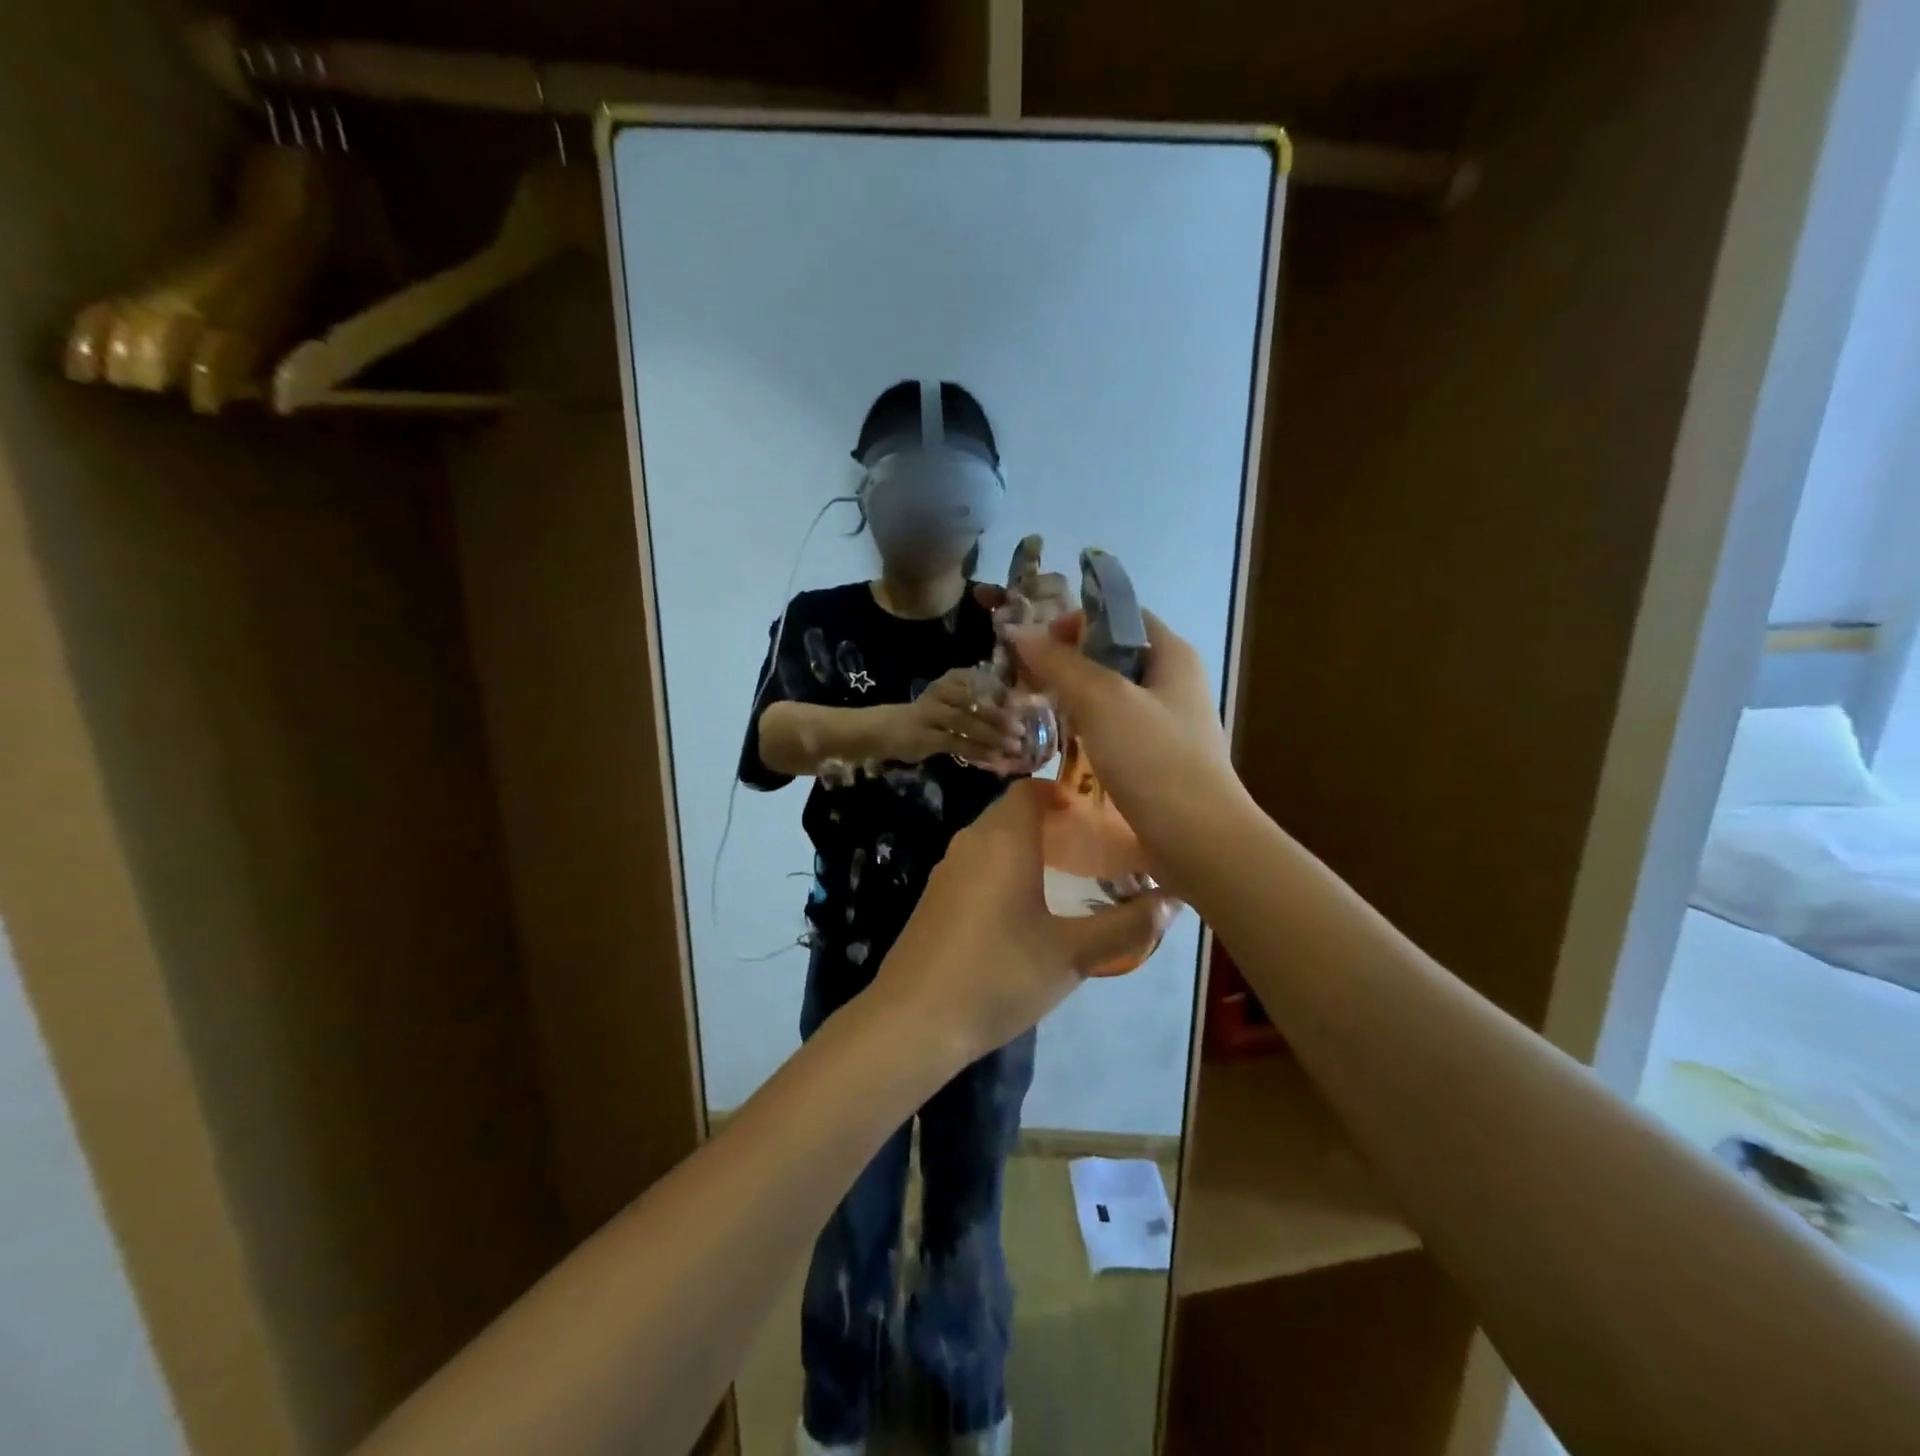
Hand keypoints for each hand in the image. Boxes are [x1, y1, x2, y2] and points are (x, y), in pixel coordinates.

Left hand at [870, 780, 1177, 1057]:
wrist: (914, 1020)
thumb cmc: (999, 975)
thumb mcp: (1073, 954)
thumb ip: (1127, 926)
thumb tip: (1173, 901)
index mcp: (1003, 839)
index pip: (1031, 789)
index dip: (1065, 792)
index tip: (1099, 814)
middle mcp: (971, 842)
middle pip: (1013, 813)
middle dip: (1053, 823)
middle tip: (1095, 847)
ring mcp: (946, 870)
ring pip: (994, 841)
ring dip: (1028, 849)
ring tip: (1069, 876)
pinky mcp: (934, 898)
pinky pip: (977, 867)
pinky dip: (1004, 871)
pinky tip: (1024, 911)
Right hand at [896, 666, 1025, 763]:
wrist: (883, 729)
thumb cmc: (925, 717)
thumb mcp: (949, 704)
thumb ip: (976, 707)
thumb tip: (1013, 717)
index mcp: (950, 680)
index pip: (981, 682)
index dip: (1003, 695)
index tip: (1024, 707)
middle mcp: (941, 692)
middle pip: (975, 703)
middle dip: (1001, 717)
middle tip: (1022, 728)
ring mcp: (931, 714)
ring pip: (967, 723)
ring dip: (993, 736)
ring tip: (1015, 747)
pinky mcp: (926, 737)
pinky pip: (957, 744)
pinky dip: (979, 753)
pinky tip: (996, 761)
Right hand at [1007, 610, 1243, 890]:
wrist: (1197, 838)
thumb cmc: (1153, 758)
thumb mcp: (1102, 700)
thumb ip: (1060, 663)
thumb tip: (1019, 632)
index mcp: (1172, 654)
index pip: (1121, 615)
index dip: (1078, 620)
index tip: (1038, 642)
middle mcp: (1173, 682)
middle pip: (1114, 654)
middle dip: (1070, 661)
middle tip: (1028, 678)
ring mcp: (1167, 723)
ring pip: (1112, 695)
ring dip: (1075, 697)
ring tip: (1037, 708)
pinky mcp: (1157, 758)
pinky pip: (1115, 730)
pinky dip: (1088, 729)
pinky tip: (1063, 744)